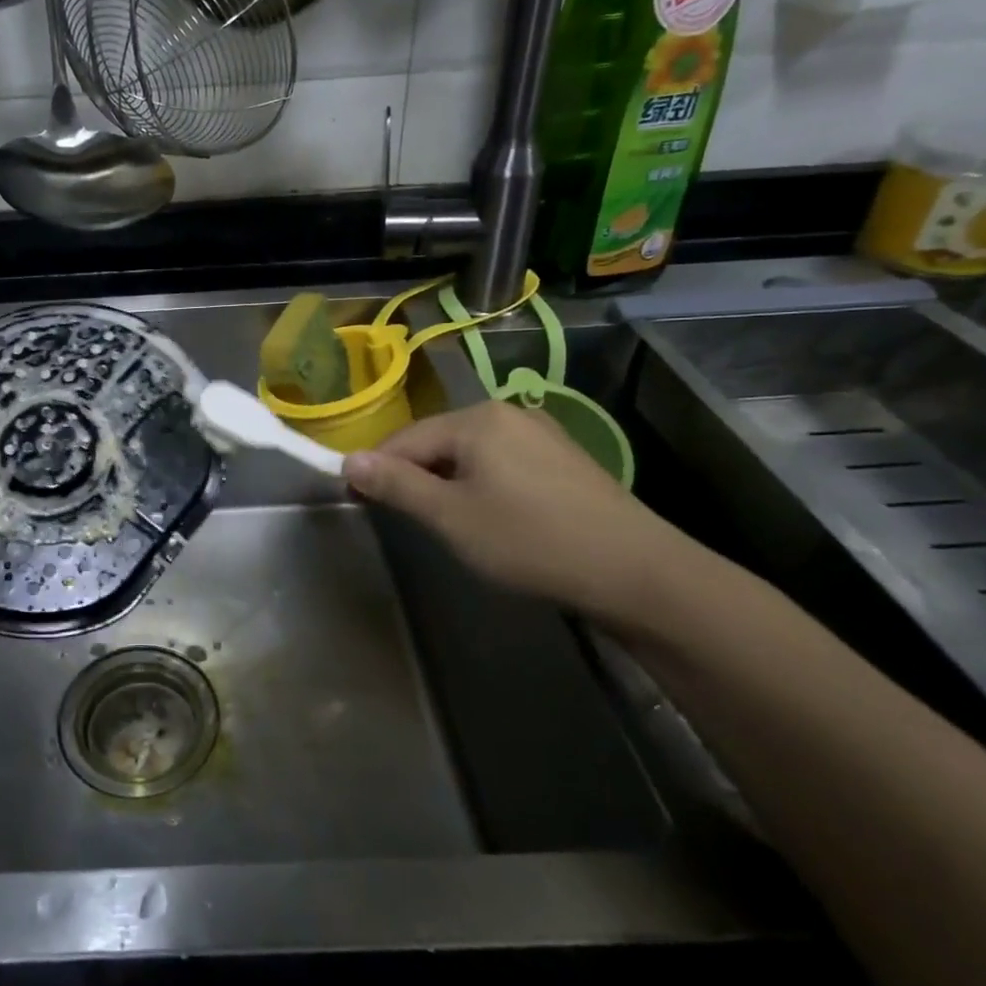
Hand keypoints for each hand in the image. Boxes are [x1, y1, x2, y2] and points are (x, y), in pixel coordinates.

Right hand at [342, 402, 691, 630]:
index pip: (405, 439)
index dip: (375, 469)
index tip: (356, 499)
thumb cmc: (531, 541)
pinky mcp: (564, 458)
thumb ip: (396, 485)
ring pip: (471, 454)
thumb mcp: (451, 517)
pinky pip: (502, 462)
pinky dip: (482, 484)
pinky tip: (494, 517)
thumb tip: (348, 460)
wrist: (637, 572)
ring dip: (447, 482)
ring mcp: (541, 433)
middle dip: (414, 476)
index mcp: (476, 419)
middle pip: (438, 442)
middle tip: (405, 519)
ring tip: (447, 523)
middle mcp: (507, 413)